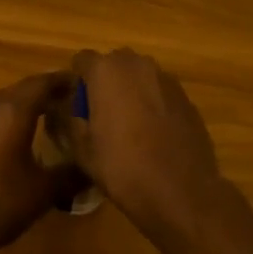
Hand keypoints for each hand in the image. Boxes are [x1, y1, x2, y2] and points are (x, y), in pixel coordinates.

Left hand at [0, 72, 76, 252]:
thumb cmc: (0, 204)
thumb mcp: (43, 192)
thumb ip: (71, 175)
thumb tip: (92, 169)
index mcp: (13, 112)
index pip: (42, 83)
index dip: (61, 80)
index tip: (77, 83)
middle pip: (19, 89)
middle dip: (40, 93)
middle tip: (60, 103)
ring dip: (16, 107)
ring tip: (33, 122)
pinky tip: (0, 142)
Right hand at [62, 50, 226, 243]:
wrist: (181, 194)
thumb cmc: (123, 169)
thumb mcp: (82, 150)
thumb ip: (69, 119)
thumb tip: (66, 107)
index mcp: (106, 71)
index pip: (82, 60)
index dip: (77, 81)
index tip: (76, 105)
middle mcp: (137, 64)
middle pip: (113, 64)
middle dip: (105, 82)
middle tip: (101, 115)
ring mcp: (166, 78)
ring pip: (139, 76)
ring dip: (131, 91)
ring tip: (130, 125)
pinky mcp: (186, 96)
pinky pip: (160, 92)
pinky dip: (154, 103)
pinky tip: (154, 134)